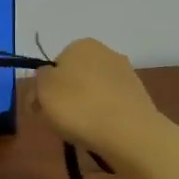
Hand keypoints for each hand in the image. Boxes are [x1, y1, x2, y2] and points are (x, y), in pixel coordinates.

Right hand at [23, 38, 160, 154]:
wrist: (129, 133)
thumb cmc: (78, 106)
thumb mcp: (43, 89)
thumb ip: (40, 77)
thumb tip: (48, 76)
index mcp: (81, 45)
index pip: (55, 64)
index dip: (44, 86)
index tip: (38, 107)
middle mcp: (107, 53)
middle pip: (75, 76)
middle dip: (65, 95)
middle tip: (55, 119)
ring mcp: (126, 75)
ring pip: (93, 91)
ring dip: (84, 106)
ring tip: (78, 130)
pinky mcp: (139, 98)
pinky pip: (110, 105)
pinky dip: (102, 116)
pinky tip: (99, 131)